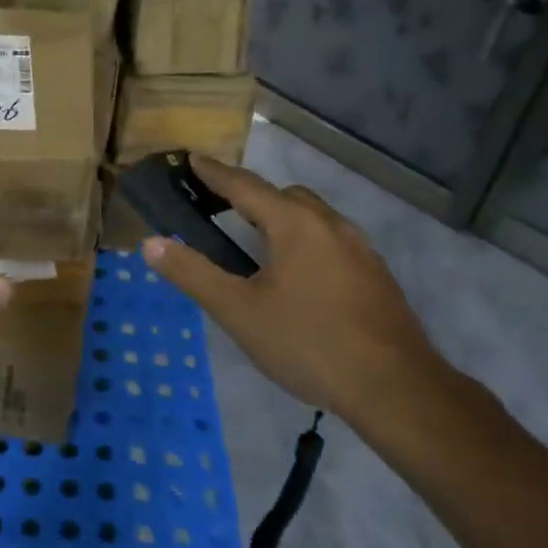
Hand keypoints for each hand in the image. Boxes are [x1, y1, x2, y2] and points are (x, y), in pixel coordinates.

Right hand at [142, 155, 448, 428]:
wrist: (396, 388)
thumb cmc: (308, 343)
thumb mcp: (239, 311)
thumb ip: (193, 274)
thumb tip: (151, 244)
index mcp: (294, 224)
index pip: (245, 186)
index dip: (214, 173)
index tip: (192, 159)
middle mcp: (330, 224)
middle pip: (284, 197)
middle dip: (251, 196)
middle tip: (221, 210)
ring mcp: (360, 249)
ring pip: (313, 218)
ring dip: (282, 219)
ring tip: (258, 247)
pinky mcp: (376, 275)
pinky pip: (331, 242)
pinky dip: (306, 243)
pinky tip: (299, 280)